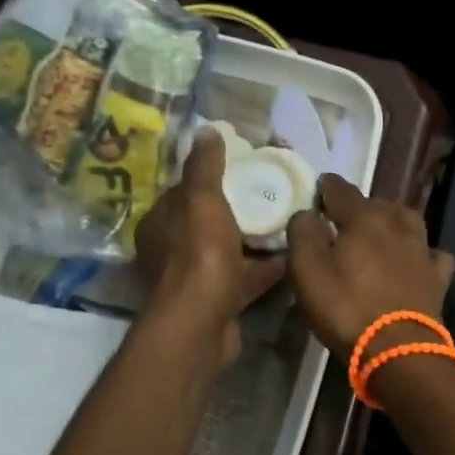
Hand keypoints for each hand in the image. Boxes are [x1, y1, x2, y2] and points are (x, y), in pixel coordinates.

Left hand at [133, 128, 286, 367]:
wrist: (202, 323)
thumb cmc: (199, 256)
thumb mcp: (202, 200)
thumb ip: (205, 166)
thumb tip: (205, 130)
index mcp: (162, 223)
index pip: (185, 191)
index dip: (212, 176)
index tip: (244, 167)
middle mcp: (173, 250)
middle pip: (209, 220)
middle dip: (237, 207)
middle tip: (271, 193)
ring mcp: (196, 278)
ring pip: (229, 250)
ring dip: (253, 238)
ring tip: (287, 221)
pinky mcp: (219, 301)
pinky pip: (245, 277)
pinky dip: (265, 267)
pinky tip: (292, 256)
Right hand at [285, 174, 454, 361]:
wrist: (399, 349)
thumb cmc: (346, 308)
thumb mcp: (307, 272)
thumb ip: (303, 235)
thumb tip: (307, 214)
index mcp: (365, 218)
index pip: (342, 190)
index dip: (327, 188)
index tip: (318, 190)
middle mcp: (398, 225)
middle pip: (378, 204)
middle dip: (360, 207)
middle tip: (343, 221)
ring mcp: (423, 250)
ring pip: (408, 222)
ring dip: (393, 223)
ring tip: (380, 234)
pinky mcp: (438, 278)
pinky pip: (432, 254)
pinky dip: (422, 253)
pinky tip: (416, 261)